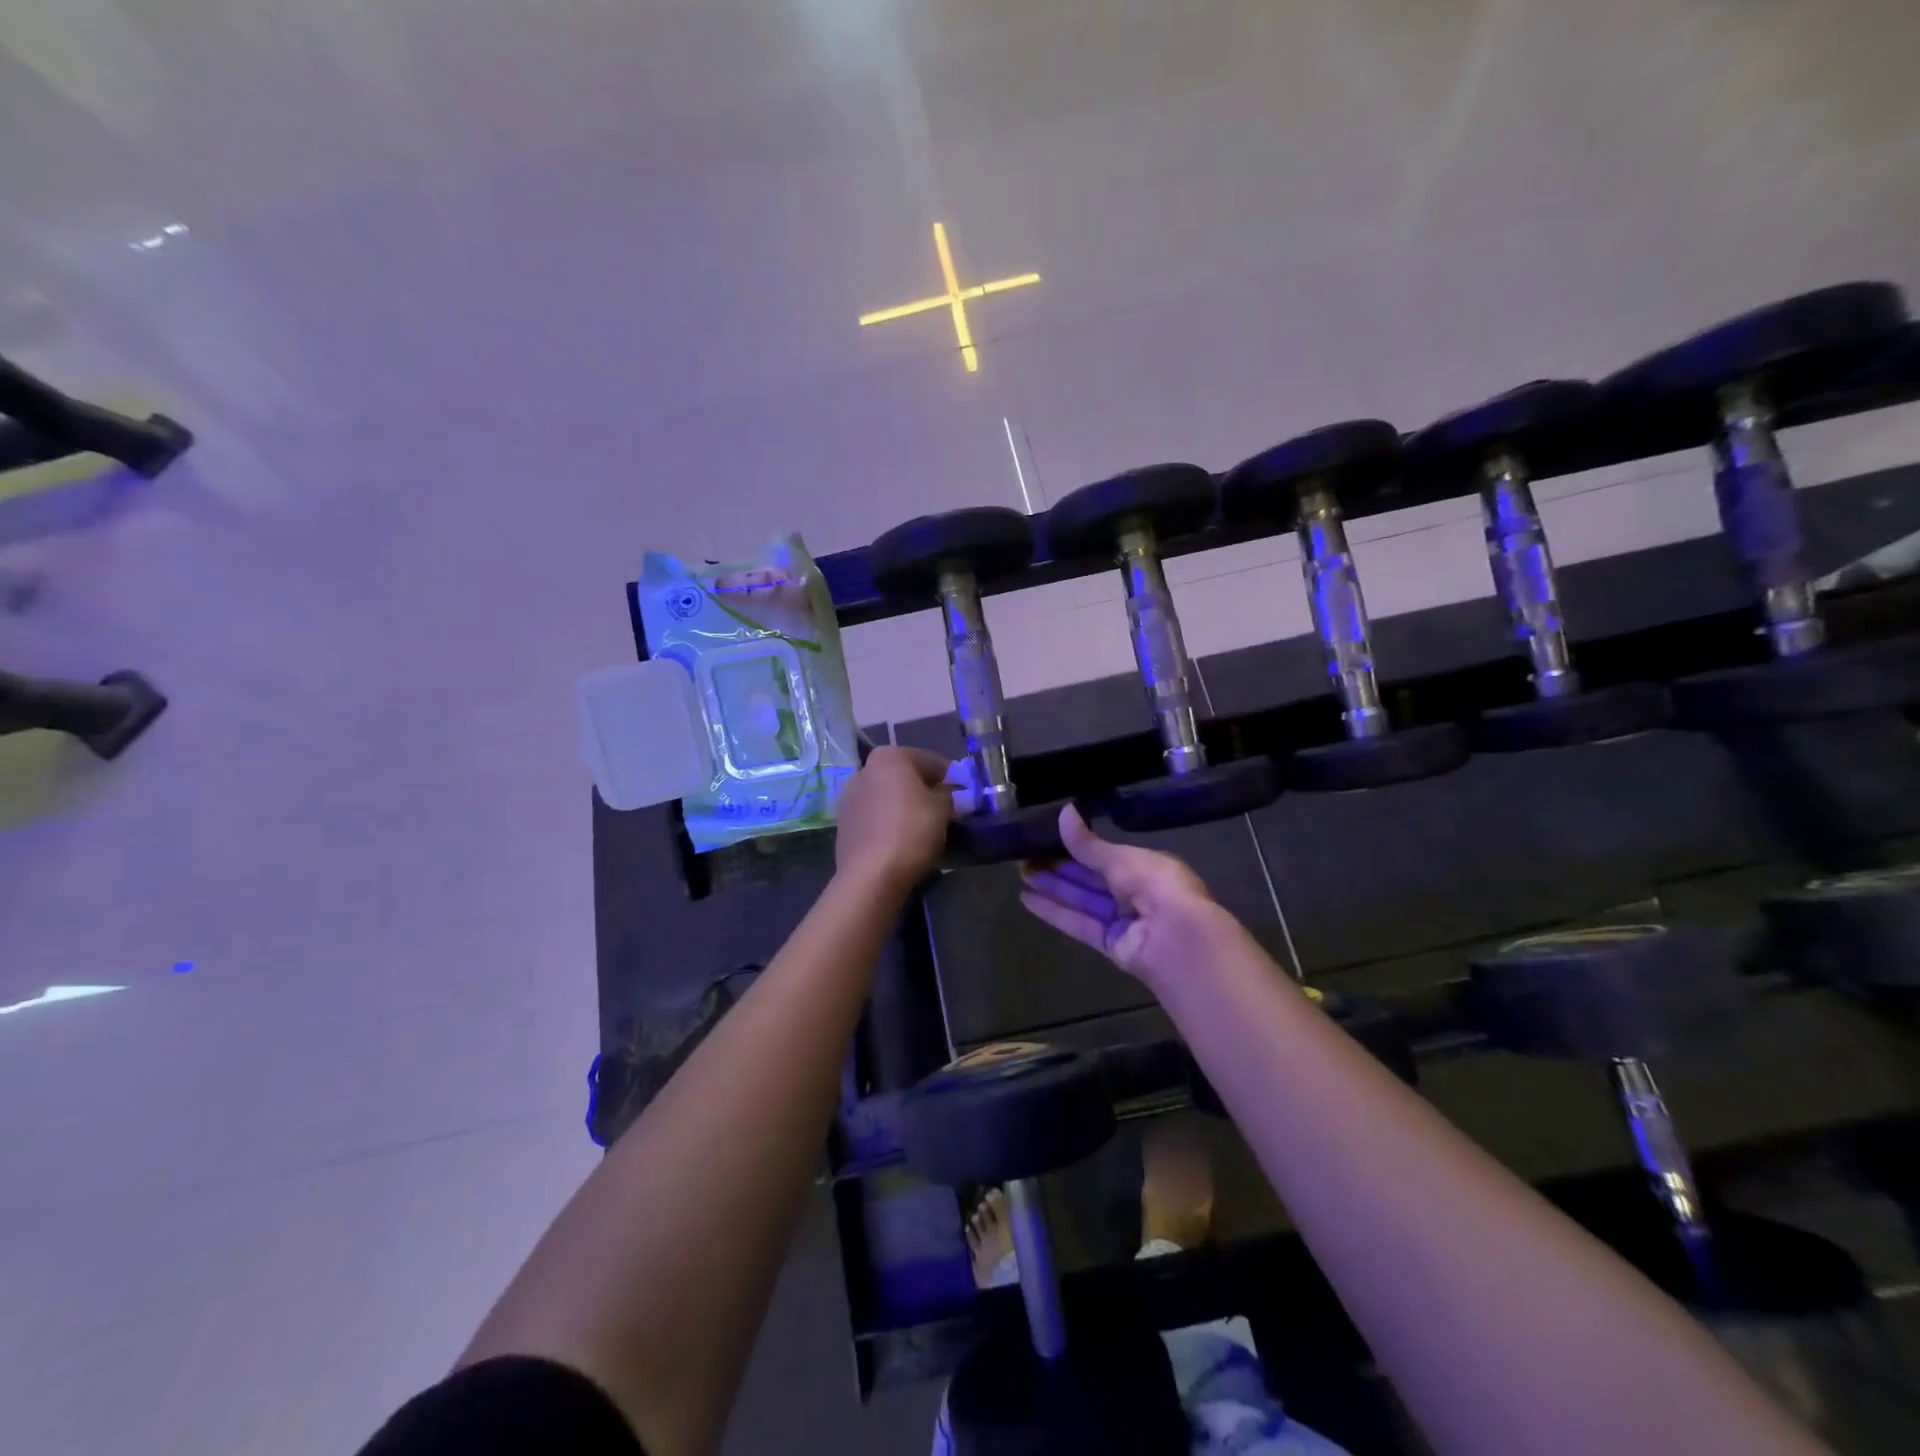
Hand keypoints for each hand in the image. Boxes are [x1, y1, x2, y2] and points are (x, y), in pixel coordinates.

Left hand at [834, 745, 953, 889]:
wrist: (870, 875)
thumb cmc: (911, 831)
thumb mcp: (943, 808)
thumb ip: (949, 793)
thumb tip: (947, 792)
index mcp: (889, 756)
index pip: (930, 760)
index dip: (951, 777)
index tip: (964, 793)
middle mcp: (864, 769)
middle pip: (905, 775)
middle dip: (925, 789)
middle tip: (947, 809)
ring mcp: (849, 796)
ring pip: (888, 795)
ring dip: (906, 805)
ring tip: (925, 826)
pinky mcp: (844, 823)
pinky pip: (876, 815)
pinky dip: (890, 820)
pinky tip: (902, 838)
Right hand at [1019, 804, 1225, 982]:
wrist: (1177, 938)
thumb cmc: (1155, 886)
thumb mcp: (1120, 858)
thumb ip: (1088, 843)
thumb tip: (1064, 812)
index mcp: (1146, 867)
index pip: (1105, 855)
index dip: (1076, 847)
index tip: (1046, 839)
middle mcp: (1135, 893)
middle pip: (1090, 878)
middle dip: (1059, 867)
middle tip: (1025, 856)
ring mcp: (1123, 920)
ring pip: (1082, 899)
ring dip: (1052, 887)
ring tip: (1021, 874)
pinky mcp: (1110, 944)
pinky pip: (1079, 924)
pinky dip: (1054, 912)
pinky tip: (1027, 900)